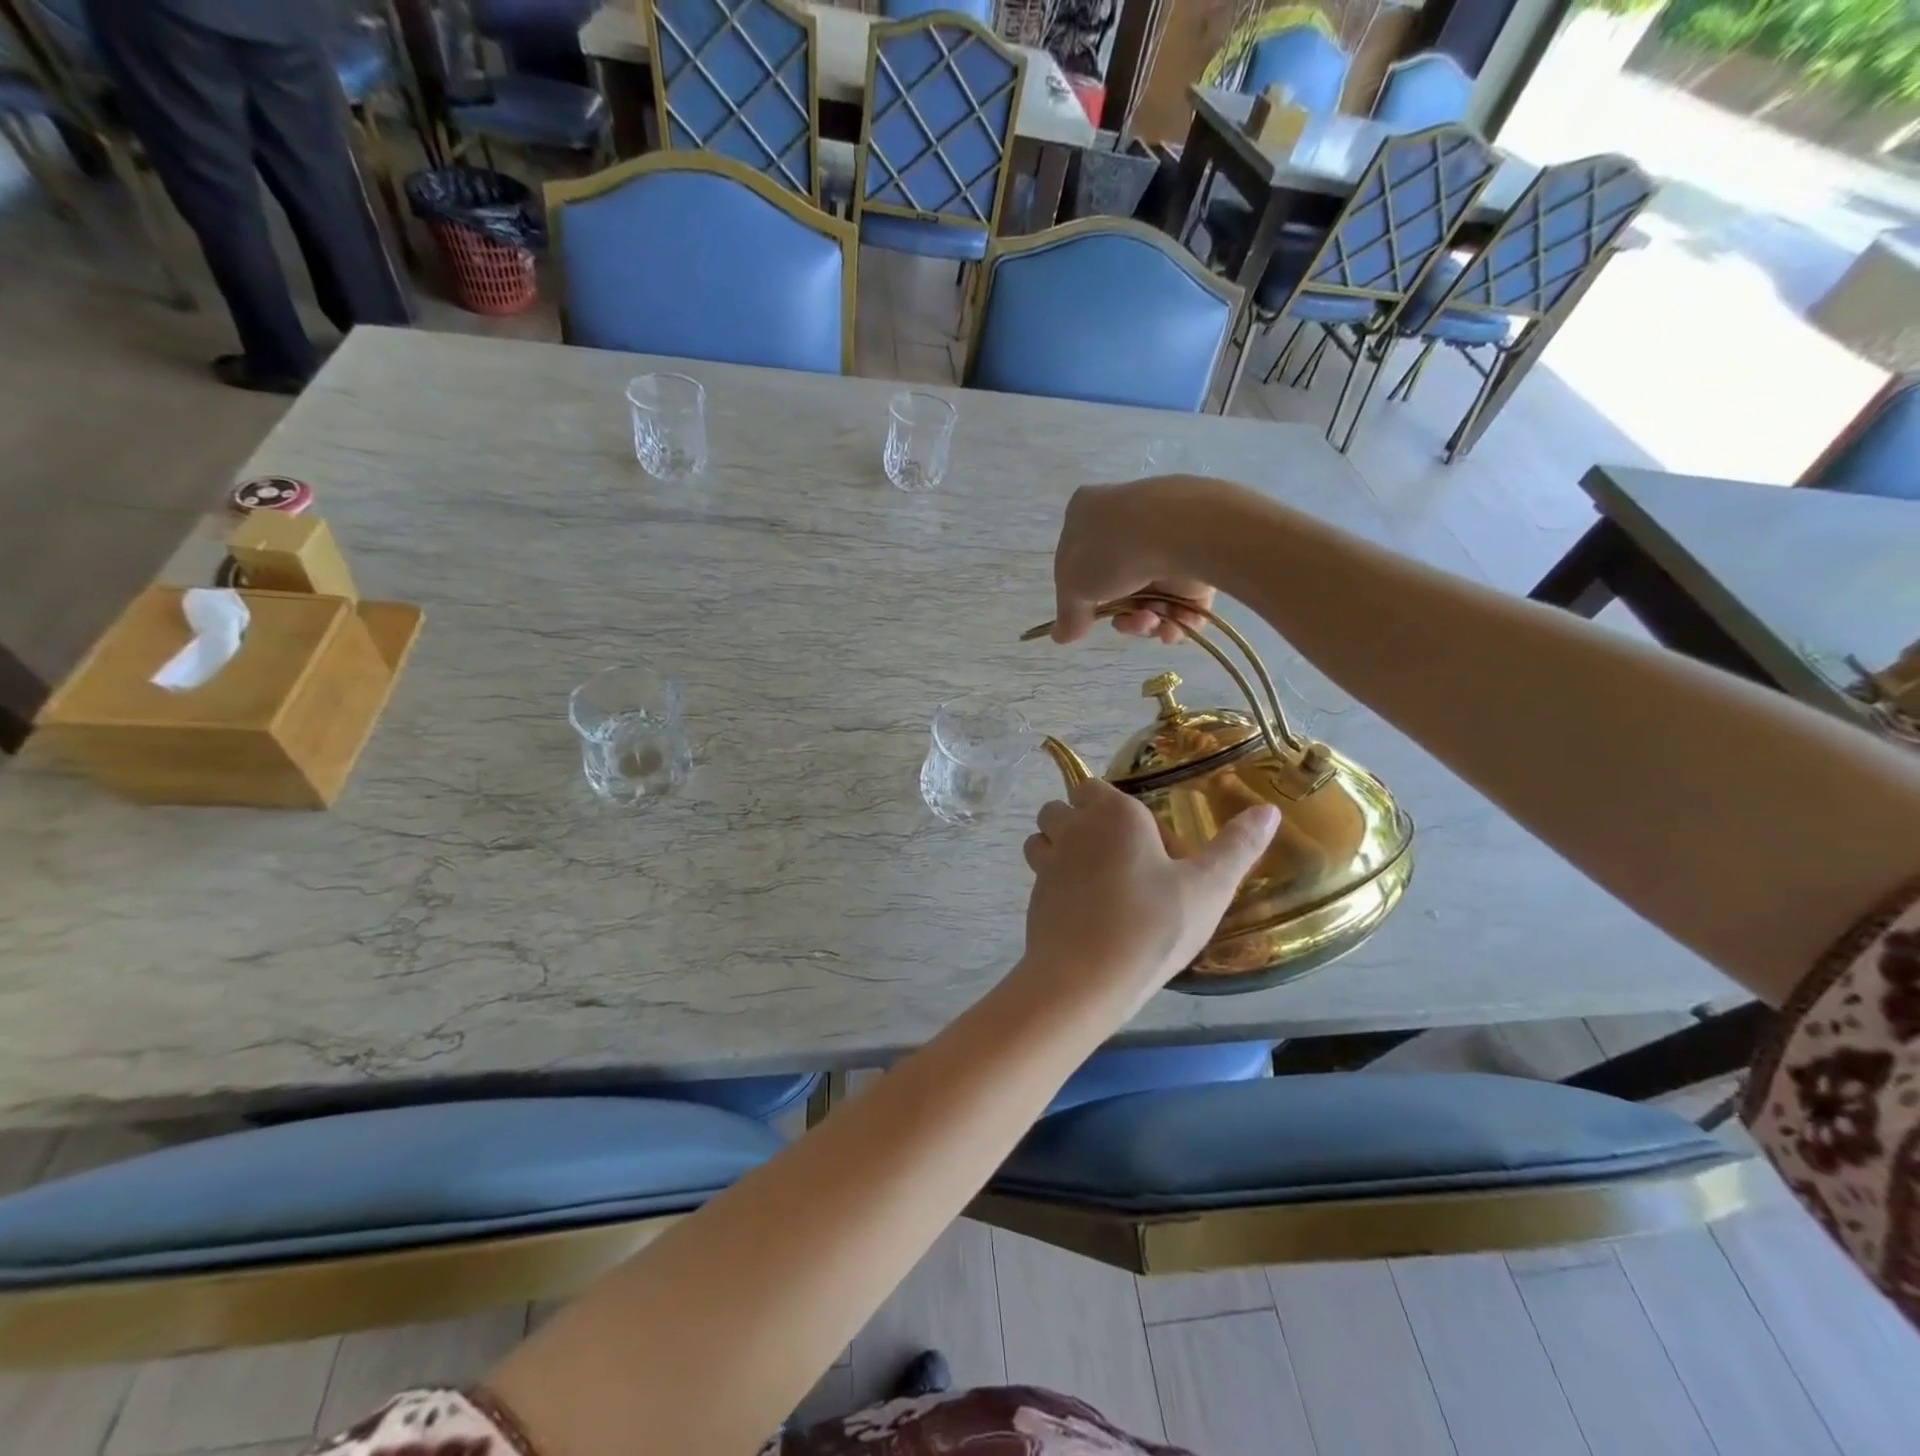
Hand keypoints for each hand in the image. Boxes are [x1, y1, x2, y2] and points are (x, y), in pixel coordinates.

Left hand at [1019, 778, 1279, 1011]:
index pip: (1094, 786)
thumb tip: (1269, 810)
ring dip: (1059, 845)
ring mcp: (1047, 862)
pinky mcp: (1034, 896)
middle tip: (1121, 858)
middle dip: (1082, 820)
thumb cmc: (1152, 926)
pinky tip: (1085, 910)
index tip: (1143, 837)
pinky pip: (1040, 874)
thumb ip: (1238, 846)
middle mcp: (1073, 828)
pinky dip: (1055, 881)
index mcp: (1113, 814)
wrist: (1085, 980)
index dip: (1113, 805)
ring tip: (1097, 879)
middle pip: (1063, 807)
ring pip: (1042, 836)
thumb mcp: (1208, 888)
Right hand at [1053, 479, 1217, 646]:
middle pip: (1118, 584)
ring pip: (1152, 594)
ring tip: (1151, 622)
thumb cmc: (1109, 550)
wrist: (1176, 531)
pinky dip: (1176, 619)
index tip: (1086, 617)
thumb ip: (1068, 614)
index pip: (1078, 556)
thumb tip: (1060, 635)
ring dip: (1146, 620)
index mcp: (1088, 513)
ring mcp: (1166, 536)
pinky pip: (1184, 597)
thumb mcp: (1073, 587)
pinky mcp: (1200, 554)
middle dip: (1121, 614)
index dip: (1082, 593)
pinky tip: (1172, 627)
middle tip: (1125, 624)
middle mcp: (1127, 520)